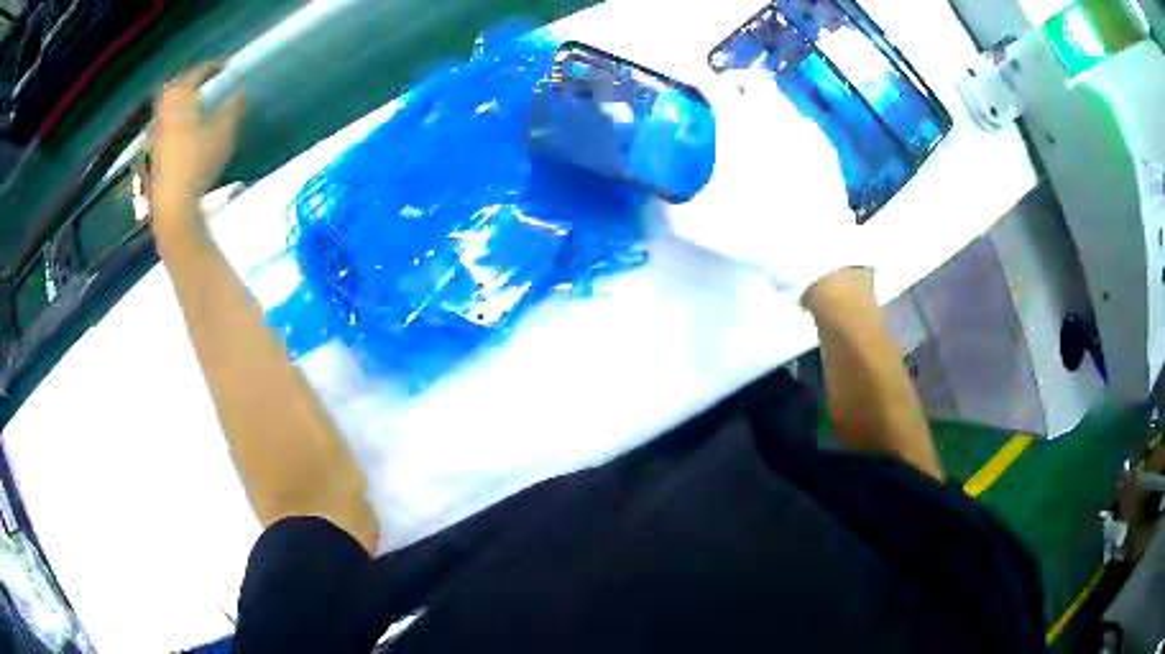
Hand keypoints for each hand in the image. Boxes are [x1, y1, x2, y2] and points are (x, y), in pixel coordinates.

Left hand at [150, 62, 245, 241]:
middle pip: (179, 86)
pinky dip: (178, 117)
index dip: (215, 66)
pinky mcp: (155, 149)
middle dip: (194, 81)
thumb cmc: (198, 160)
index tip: (228, 67)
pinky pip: (168, 122)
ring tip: (200, 105)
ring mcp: (157, 129)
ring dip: (184, 101)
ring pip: (171, 105)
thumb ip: (233, 107)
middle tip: (210, 83)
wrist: (173, 202)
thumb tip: (240, 92)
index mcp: (181, 95)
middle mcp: (165, 107)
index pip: (199, 71)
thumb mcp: (224, 130)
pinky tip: (189, 128)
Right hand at [672, 70, 868, 301]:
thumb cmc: (755, 231)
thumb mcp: (698, 226)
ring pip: (782, 100)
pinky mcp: (825, 152)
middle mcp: (774, 118)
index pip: (715, 85)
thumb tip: (650, 205)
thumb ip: (667, 212)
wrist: (816, 253)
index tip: (689, 79)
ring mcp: (805, 132)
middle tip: (723, 94)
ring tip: (754, 122)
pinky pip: (803, 125)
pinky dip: (789, 125)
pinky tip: (786, 147)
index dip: (699, 77)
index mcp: (740, 125)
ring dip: (764, 102)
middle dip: (735, 80)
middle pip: (754, 81)